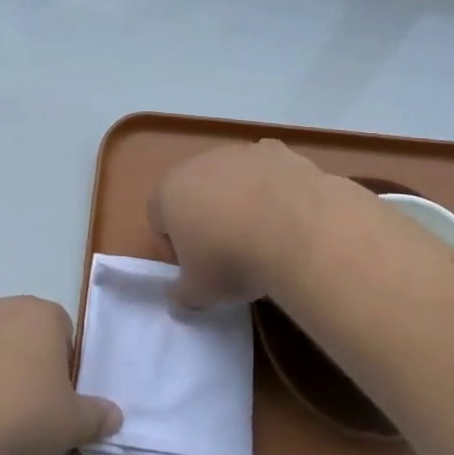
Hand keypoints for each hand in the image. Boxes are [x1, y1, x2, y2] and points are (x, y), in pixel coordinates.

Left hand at [0, 297, 121, 454]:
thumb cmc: (15, 419)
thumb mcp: (69, 426)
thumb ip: (97, 417)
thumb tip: (115, 415)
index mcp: (41, 315)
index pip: (62, 334)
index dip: (59, 370)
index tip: (51, 404)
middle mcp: (0, 306)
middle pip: (20, 335)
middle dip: (21, 366)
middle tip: (18, 414)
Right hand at [149, 139, 329, 306]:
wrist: (294, 227)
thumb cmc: (231, 259)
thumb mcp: (200, 292)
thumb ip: (183, 297)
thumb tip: (178, 303)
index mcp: (170, 191)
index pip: (159, 217)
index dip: (174, 246)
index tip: (195, 269)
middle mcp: (200, 162)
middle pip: (196, 192)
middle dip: (207, 219)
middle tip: (227, 254)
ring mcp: (240, 152)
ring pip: (233, 179)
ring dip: (241, 201)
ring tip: (263, 237)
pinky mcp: (277, 151)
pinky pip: (267, 171)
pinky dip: (273, 188)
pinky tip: (288, 215)